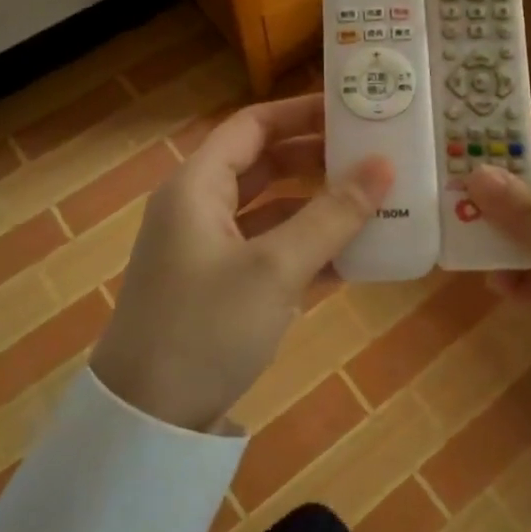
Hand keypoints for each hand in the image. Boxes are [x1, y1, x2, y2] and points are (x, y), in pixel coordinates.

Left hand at [90, 94, 393, 432]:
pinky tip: (356, 256)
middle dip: (318, 159)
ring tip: (376, 200)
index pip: (252, 126)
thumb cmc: (205, 327)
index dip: (301, 112)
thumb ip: (332, 215)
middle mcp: (200, 209)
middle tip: (374, 155)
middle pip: (265, 165)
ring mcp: (210, 251)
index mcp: (198, 186)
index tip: (352, 109)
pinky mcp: (222, 289)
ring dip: (319, 206)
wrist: (147, 422)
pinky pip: (272, 252)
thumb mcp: (275, 268)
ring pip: (273, 211)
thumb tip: (383, 166)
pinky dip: (308, 249)